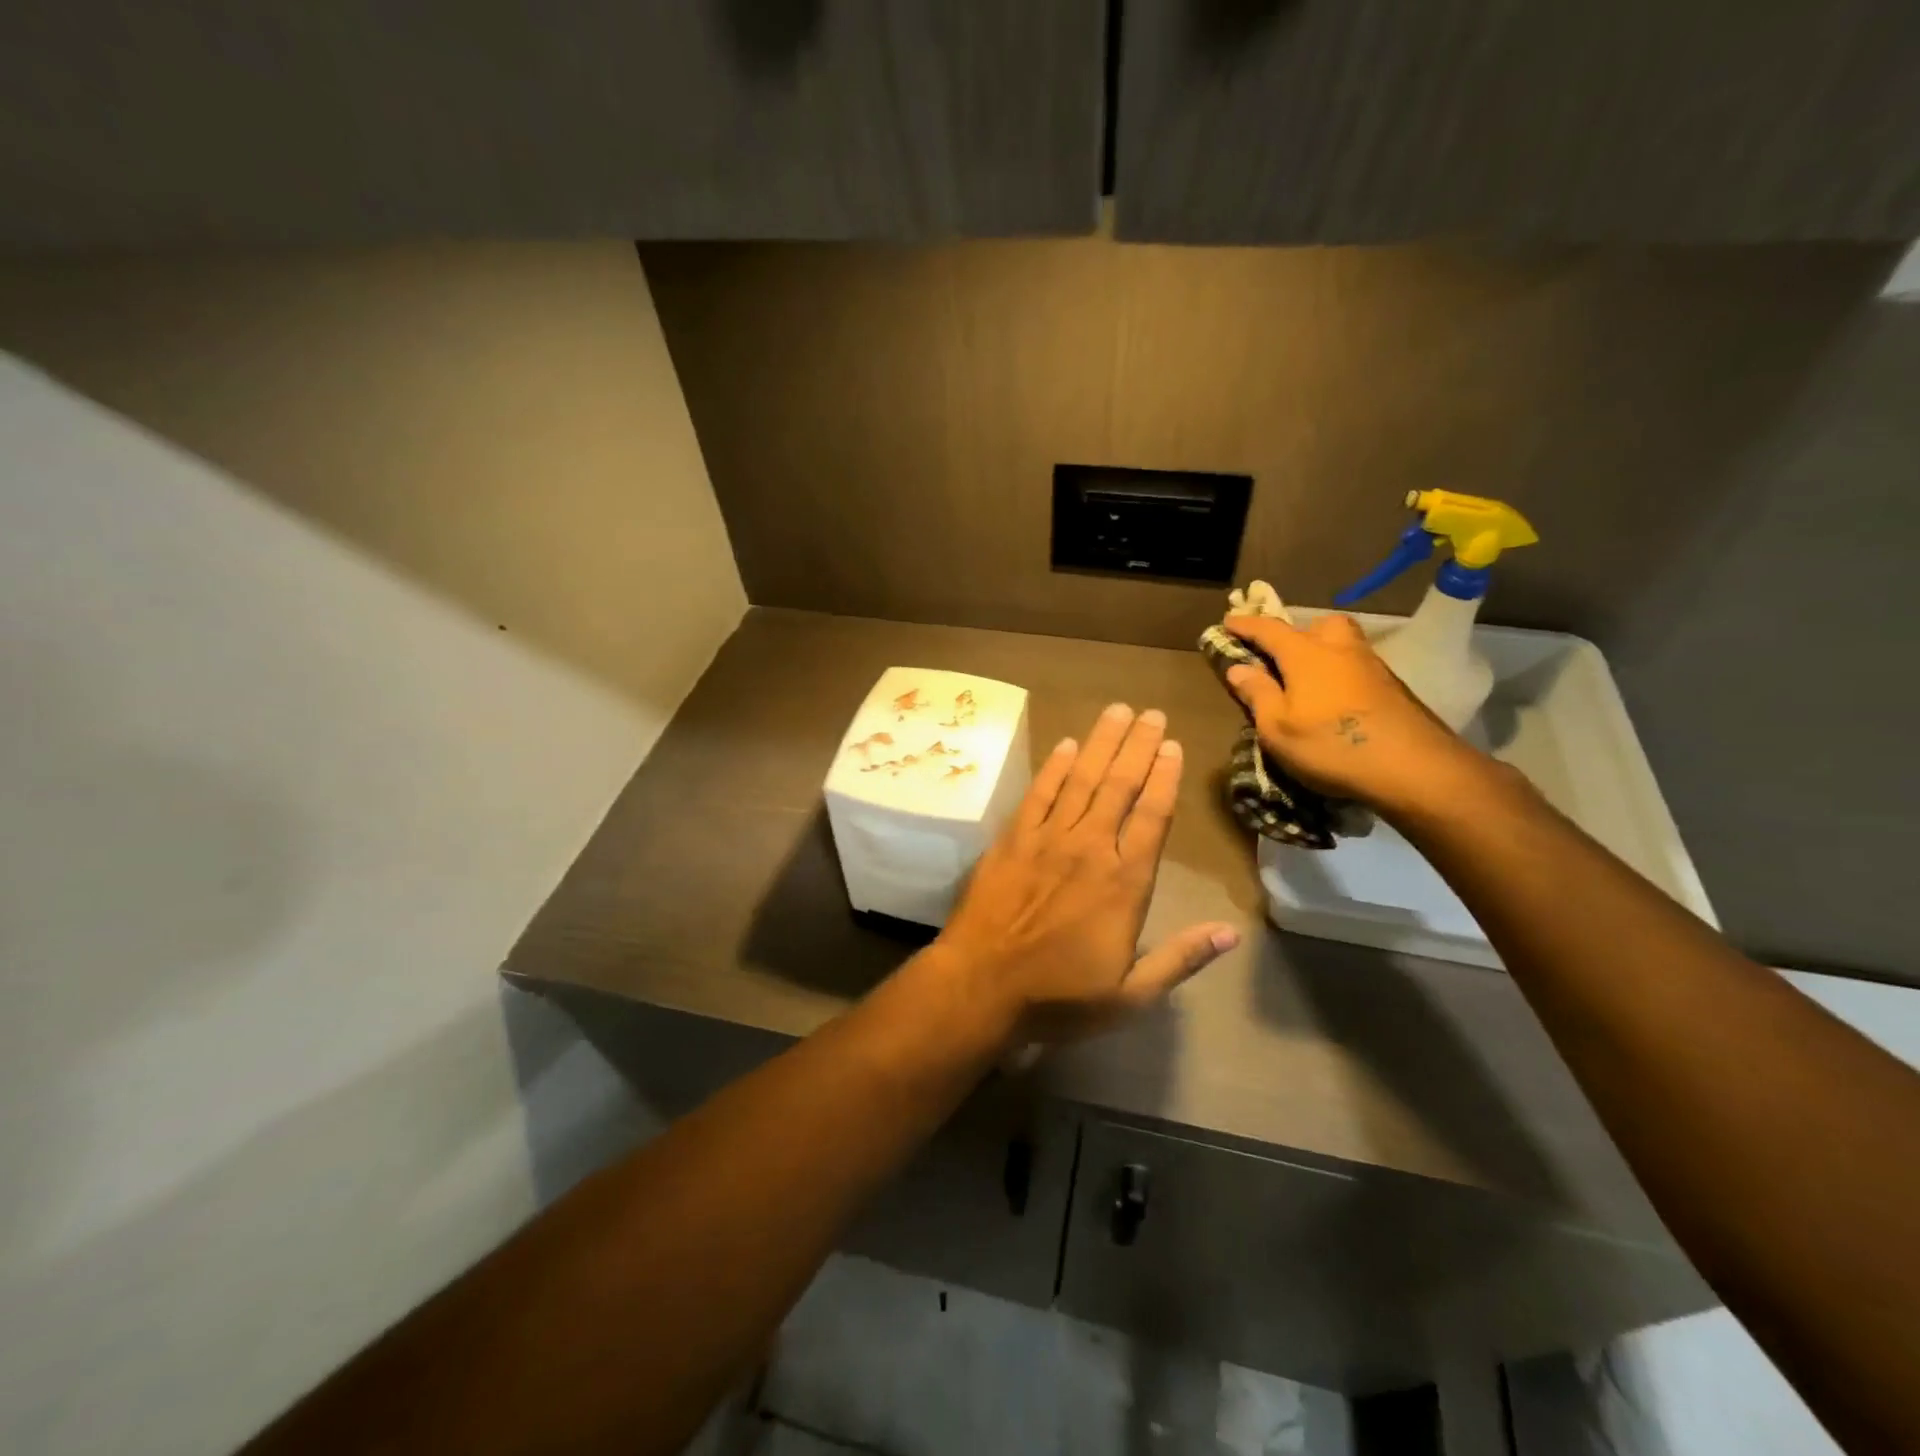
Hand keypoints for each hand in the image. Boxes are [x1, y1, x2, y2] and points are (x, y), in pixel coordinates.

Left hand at [932, 703, 1238, 1042]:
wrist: (981, 985)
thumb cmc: (1059, 996)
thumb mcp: (1130, 995)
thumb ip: (1180, 959)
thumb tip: (1231, 933)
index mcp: (1124, 883)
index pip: (1152, 817)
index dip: (1165, 779)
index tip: (1174, 747)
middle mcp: (1089, 848)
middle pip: (1119, 786)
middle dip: (1138, 746)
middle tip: (1151, 713)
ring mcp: (1047, 838)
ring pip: (1081, 779)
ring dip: (1100, 743)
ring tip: (1117, 712)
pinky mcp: (1012, 839)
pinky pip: (1038, 793)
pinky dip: (1053, 767)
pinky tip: (1065, 744)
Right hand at [1222, 612, 1489, 818]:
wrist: (1412, 767)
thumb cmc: (1330, 746)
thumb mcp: (1277, 728)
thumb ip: (1257, 694)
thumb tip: (1238, 668)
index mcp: (1306, 654)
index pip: (1269, 630)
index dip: (1246, 625)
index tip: (1227, 621)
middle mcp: (1339, 650)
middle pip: (1318, 625)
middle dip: (1297, 631)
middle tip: (1282, 653)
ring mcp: (1371, 666)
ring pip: (1343, 643)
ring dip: (1323, 650)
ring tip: (1308, 678)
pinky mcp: (1392, 688)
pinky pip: (1357, 665)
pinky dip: (1341, 672)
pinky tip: (1336, 698)